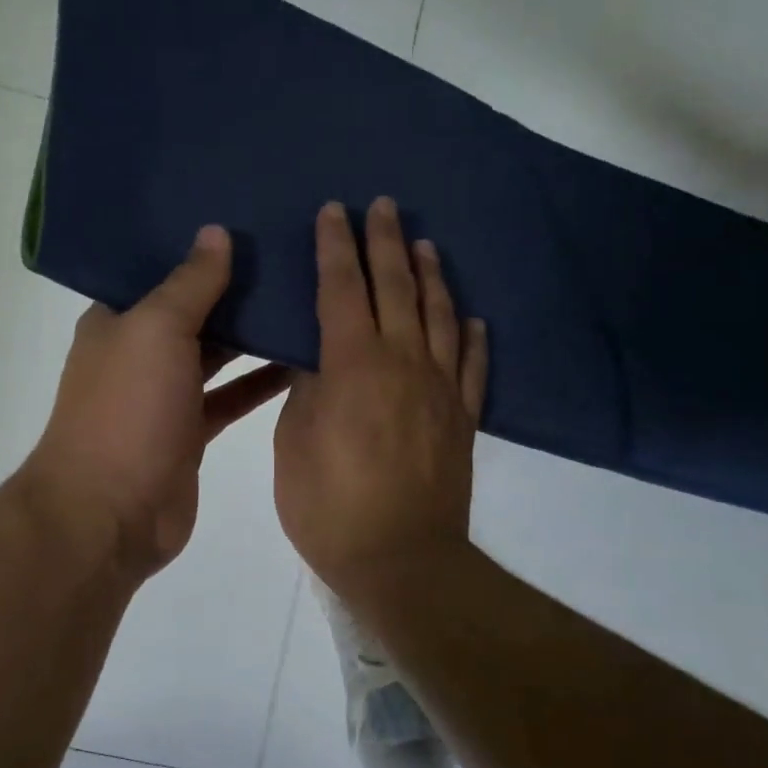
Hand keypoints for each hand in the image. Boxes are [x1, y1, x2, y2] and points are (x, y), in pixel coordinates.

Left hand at [22, 225, 290, 582]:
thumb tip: (216, 232)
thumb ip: (190, 283)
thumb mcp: (156, 331)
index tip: (250, 219)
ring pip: (216, 354)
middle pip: (194, 310)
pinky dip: (260, 382)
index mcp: (118, 320)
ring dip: (253, 334)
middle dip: (236, 287)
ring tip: (307, 299)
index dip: (199, 247)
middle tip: (293, 254)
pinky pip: (230, 396)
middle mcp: (139, 352)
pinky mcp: (189, 432)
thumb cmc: (127, 409)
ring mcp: (164, 395)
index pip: (161, 270)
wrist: (109, 513)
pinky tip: (301, 361)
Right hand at [274, 198, 487, 603]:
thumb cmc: (329, 505)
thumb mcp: (293, 443)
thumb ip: (307, 390)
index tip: (333, 211)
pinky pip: (473, 367)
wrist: (401, 560)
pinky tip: (473, 319)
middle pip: (396, 289)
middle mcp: (402, 363)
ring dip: (432, 276)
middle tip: (384, 206)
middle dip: (386, 243)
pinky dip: (473, 338)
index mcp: (352, 364)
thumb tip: (318, 358)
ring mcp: (440, 389)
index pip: (341, 289)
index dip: (335, 247)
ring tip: (426, 244)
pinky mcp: (462, 418)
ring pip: (440, 317)